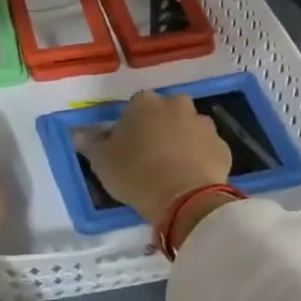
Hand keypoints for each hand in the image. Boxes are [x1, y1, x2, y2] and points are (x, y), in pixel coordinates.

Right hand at [79, 90, 231, 231]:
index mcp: (144, 103)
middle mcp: (176, 105)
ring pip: (189, 128)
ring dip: (182, 141)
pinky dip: (200, 158)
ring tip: (172, 168)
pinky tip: (191, 177)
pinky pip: (207, 149)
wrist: (184, 197)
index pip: (134, 106)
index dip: (130, 125)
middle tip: (150, 155)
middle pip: (166, 112)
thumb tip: (78, 133)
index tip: (126, 145)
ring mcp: (203, 124)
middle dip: (160, 127)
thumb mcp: (101, 161)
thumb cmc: (135, 173)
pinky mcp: (223, 146)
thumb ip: (90, 143)